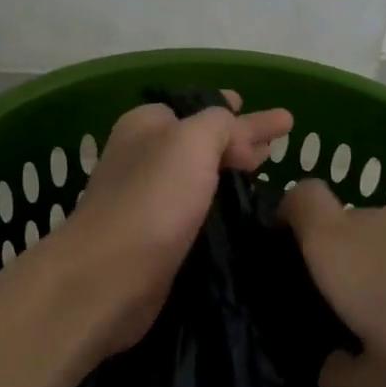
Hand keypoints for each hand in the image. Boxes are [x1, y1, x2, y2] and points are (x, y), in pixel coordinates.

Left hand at [53, 92, 291, 356]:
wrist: (110, 277)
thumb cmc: (152, 199)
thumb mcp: (192, 141)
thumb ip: (220, 124)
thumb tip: (239, 138)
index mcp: (147, 126)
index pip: (198, 108)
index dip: (233, 110)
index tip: (273, 119)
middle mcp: (146, 158)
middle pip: (203, 142)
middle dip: (240, 141)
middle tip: (275, 146)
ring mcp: (151, 200)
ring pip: (202, 178)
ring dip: (232, 175)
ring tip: (267, 172)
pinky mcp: (159, 239)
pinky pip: (199, 212)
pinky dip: (222, 208)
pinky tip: (247, 212)